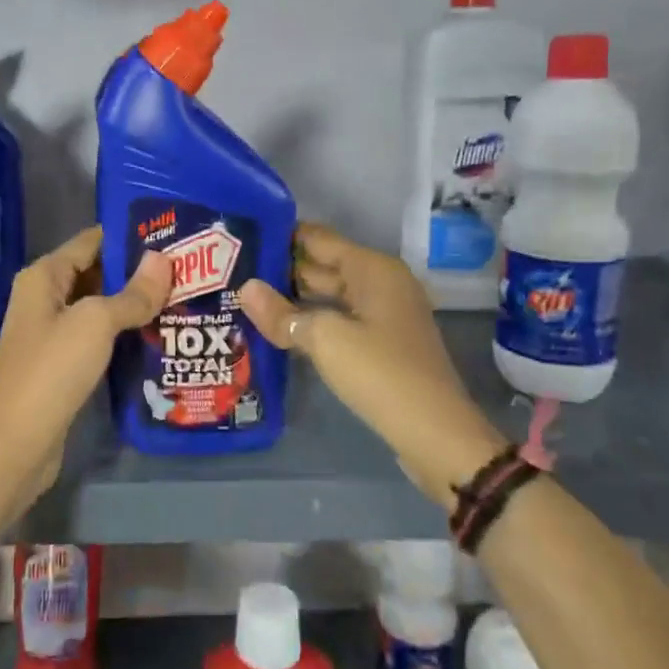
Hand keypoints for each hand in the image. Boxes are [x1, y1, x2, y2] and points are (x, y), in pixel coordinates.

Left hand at [0, 227, 171, 504]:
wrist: (17, 441)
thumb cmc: (53, 368)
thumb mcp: (96, 322)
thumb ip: (132, 293)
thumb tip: (163, 260)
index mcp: (44, 276)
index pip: (91, 241)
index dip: (128, 236)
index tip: (171, 234)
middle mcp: (45, 298)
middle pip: (96, 273)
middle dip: (137, 272)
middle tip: (185, 269)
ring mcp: (52, 333)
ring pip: (100, 308)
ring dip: (133, 305)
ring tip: (181, 297)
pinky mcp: (62, 364)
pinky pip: (98, 337)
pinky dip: (123, 334)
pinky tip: (158, 335)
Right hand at [240, 223, 503, 504]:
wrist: (435, 433)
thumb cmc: (381, 372)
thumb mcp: (325, 339)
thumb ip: (282, 313)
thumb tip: (245, 288)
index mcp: (372, 269)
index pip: (318, 238)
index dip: (282, 236)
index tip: (242, 238)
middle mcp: (380, 283)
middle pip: (323, 266)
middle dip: (282, 269)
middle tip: (233, 270)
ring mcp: (383, 315)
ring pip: (329, 296)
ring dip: (293, 298)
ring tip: (246, 297)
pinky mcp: (381, 344)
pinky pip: (339, 320)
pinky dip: (311, 321)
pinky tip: (279, 328)